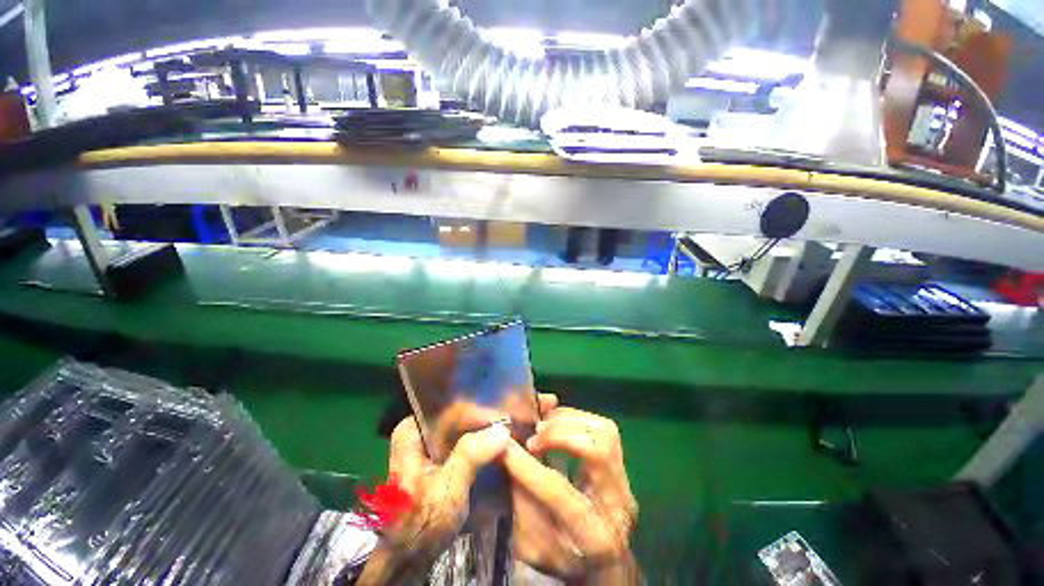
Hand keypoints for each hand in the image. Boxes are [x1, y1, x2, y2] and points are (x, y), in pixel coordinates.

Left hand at [359, 416, 511, 584]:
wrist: (409, 556)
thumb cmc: (422, 522)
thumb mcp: (447, 488)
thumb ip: (470, 455)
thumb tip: (502, 429)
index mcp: (412, 431)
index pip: (449, 408)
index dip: (477, 410)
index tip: (502, 416)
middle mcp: (420, 431)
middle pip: (456, 416)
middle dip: (482, 419)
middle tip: (510, 421)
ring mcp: (430, 445)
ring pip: (461, 428)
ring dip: (483, 430)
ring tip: (508, 430)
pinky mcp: (440, 458)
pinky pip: (462, 441)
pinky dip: (479, 443)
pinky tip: (497, 444)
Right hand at [504, 403, 638, 583]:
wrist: (606, 561)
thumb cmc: (565, 559)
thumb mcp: (533, 547)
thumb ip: (521, 505)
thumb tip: (509, 460)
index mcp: (595, 538)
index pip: (561, 494)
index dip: (529, 468)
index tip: (505, 448)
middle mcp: (619, 504)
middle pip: (596, 451)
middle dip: (558, 436)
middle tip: (532, 439)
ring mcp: (625, 480)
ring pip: (604, 431)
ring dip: (568, 422)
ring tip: (543, 428)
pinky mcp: (623, 463)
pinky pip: (604, 426)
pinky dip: (577, 418)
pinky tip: (558, 424)